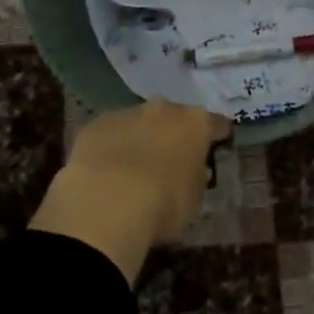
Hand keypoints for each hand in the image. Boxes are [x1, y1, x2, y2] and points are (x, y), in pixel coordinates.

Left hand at [29, 100, 232, 283]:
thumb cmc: (163, 204)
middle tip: (171, 157)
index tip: (219, 142)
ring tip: (134, 168)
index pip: (215, 123)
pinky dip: (111, 147)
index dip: (217, 134)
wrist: (106, 203)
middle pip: (174, 117)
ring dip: (141, 138)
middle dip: (173, 133)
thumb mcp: (193, 199)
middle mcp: (163, 109)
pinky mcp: (94, 125)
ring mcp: (126, 113)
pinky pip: (109, 134)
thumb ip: (197, 178)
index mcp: (195, 122)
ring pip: (139, 122)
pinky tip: (105, 171)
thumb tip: (197, 170)